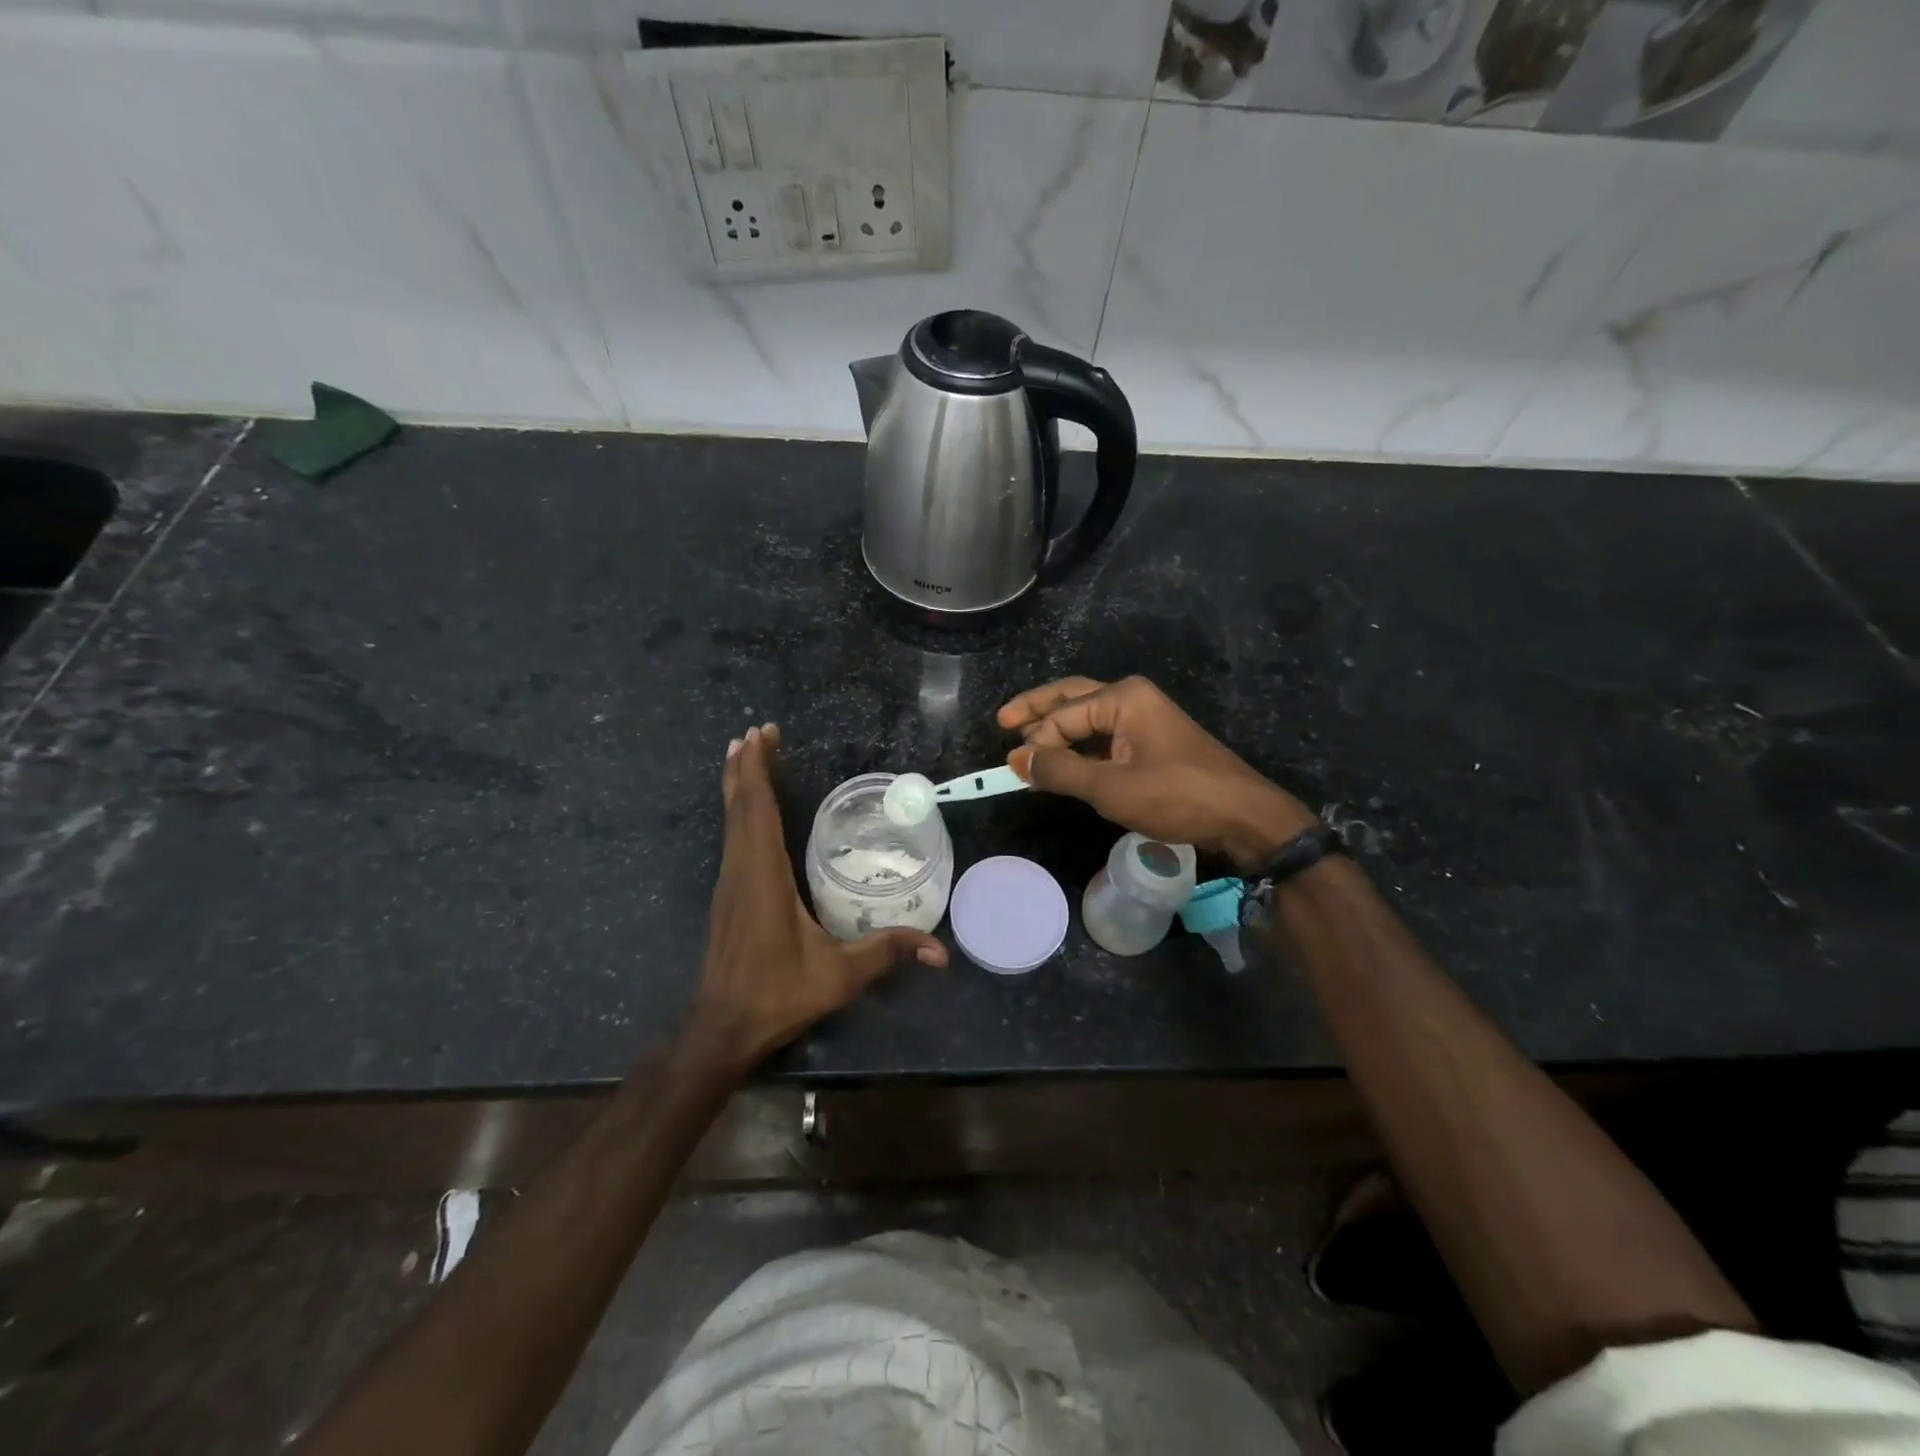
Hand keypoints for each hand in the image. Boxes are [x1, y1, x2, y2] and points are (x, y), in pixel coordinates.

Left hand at [686, 724, 946, 1072]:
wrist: (721, 1028)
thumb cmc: (777, 994)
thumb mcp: (839, 974)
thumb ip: (887, 952)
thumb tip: (940, 950)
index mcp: (762, 876)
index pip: (757, 811)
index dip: (758, 771)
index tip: (760, 735)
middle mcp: (740, 871)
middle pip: (739, 807)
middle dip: (747, 766)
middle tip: (757, 731)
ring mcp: (729, 883)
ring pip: (731, 821)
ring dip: (739, 786)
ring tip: (746, 754)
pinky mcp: (728, 896)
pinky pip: (732, 838)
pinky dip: (739, 810)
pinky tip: (747, 810)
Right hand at [998, 676, 1316, 870]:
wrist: (1244, 817)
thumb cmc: (1177, 796)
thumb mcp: (1111, 787)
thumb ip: (1060, 770)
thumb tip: (1017, 760)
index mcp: (1122, 697)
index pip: (1062, 716)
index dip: (1035, 742)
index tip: (1013, 770)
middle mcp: (1131, 698)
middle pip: (1071, 698)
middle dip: (1036, 711)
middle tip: (1001, 722)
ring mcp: (1143, 718)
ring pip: (1087, 717)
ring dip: (1057, 730)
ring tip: (1025, 743)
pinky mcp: (1150, 741)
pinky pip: (1104, 736)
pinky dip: (1080, 746)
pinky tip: (1063, 761)